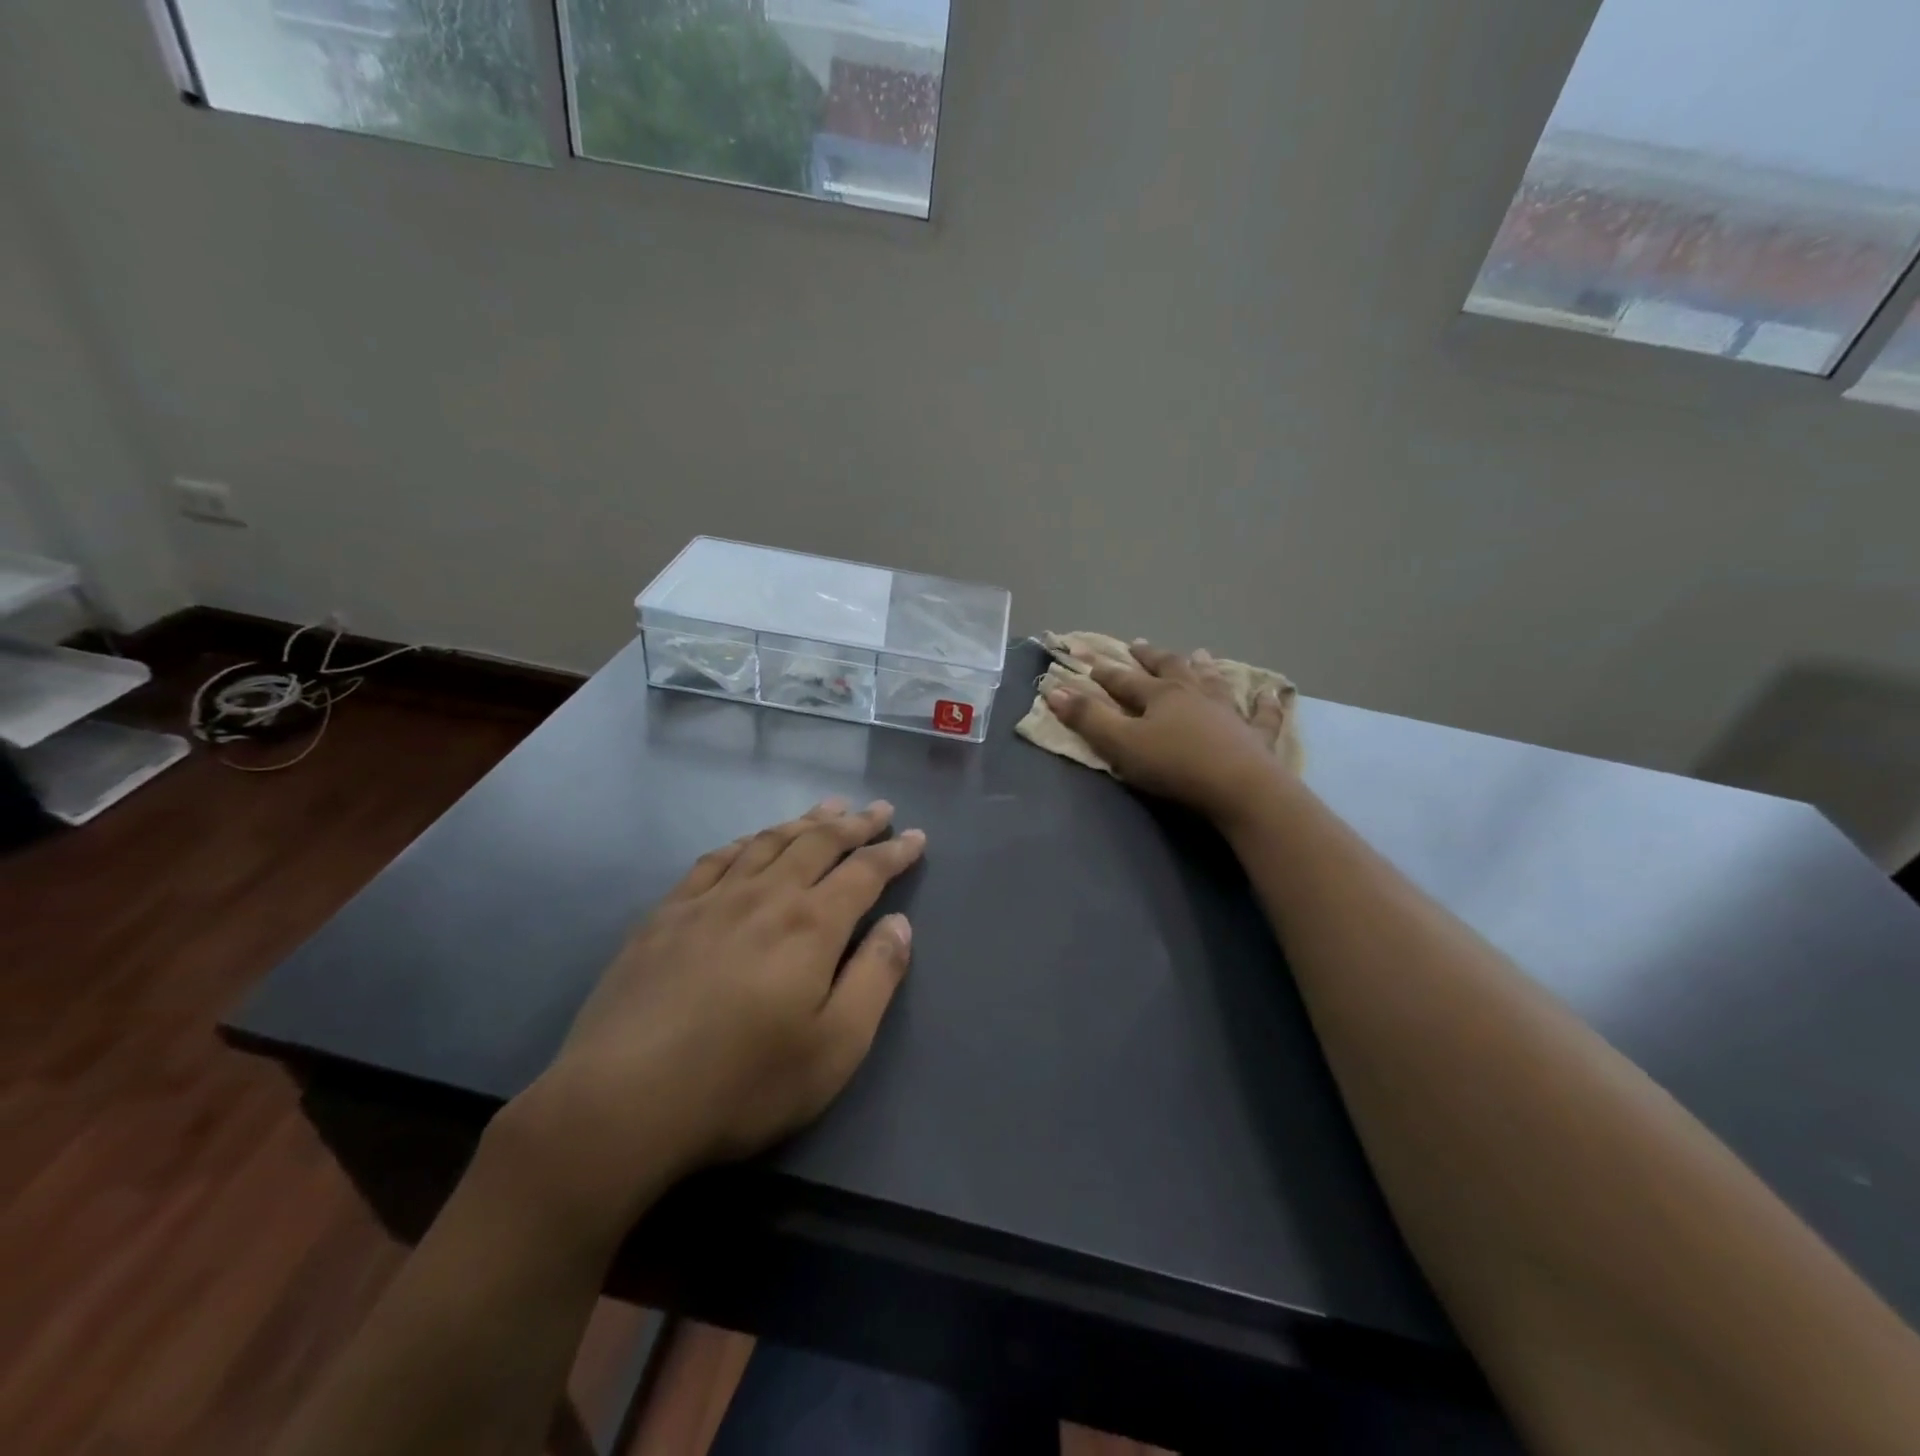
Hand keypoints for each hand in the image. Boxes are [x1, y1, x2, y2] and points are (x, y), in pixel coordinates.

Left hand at [502, 799, 924, 1239]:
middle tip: (878, 810)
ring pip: (768, 842)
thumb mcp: (836, 1047)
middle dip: (854, 823)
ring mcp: (710, 900)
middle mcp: (765, 896)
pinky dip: (744, 842)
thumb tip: (900, 925)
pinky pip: (715, 860)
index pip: (864, 872)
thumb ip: (876, 977)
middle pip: (818, 843)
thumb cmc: (744, 1083)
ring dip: (804, 822)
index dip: (895, 852)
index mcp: (811, 925)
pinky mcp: (666, 915)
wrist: (622, 1102)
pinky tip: (750, 842)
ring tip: (827, 808)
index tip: (916, 837)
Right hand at [1048, 640, 1290, 825]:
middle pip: (1169, 669)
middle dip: (1150, 657)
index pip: (1125, 680)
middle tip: (1139, 644)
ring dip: (1203, 667)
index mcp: (1160, 696)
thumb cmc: (1174, 766)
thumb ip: (1088, 719)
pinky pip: (1262, 715)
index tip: (1089, 660)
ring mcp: (1228, 712)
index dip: (1104, 672)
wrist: (1239, 787)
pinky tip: (1270, 693)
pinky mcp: (1256, 735)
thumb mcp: (1121, 745)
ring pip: (1213, 682)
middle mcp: (1194, 694)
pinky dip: (1265, 704)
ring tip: (1199, 654)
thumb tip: (1054, 691)